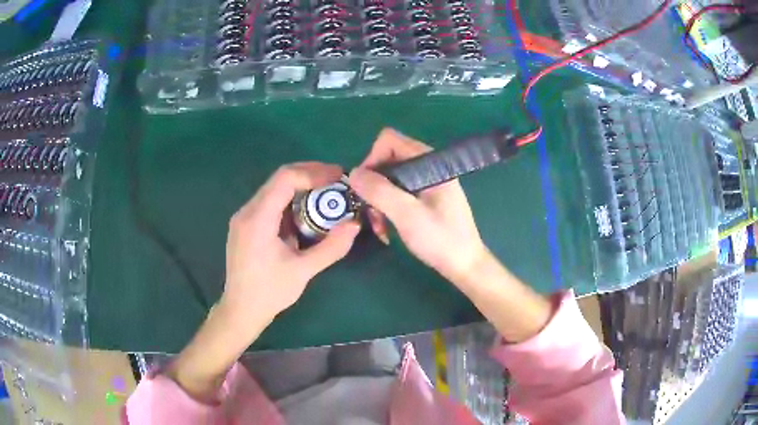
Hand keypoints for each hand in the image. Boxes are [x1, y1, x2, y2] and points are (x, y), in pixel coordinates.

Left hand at [222, 162, 360, 335]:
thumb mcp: (303, 272)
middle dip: (310, 174)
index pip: (285, 179)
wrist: (241, 310)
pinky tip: (307, 210)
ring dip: (301, 186)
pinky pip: (270, 202)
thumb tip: (355, 225)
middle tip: (338, 180)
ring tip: (327, 192)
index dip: (314, 172)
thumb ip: (331, 248)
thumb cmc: (269, 293)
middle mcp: (247, 211)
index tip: (339, 176)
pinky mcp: (245, 224)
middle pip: (279, 179)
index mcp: (257, 219)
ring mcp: (244, 217)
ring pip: (274, 188)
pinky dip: (291, 199)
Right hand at [348, 128, 487, 284]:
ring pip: (389, 179)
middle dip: (373, 185)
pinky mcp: (425, 197)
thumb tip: (353, 173)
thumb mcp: (407, 214)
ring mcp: (427, 182)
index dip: (372, 159)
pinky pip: (397, 193)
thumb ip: (380, 191)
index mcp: (429, 162)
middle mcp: (427, 166)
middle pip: (387, 160)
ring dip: (378, 201)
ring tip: (379, 227)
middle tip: (370, 212)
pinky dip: (387, 208)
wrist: (464, 265)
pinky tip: (387, 229)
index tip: (365, 187)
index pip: (390, 141)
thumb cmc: (440, 239)